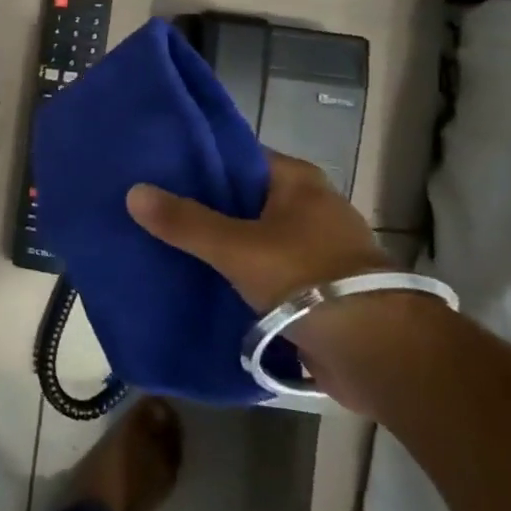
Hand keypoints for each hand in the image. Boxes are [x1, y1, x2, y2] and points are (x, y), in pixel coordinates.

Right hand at [125, 152, 390, 311]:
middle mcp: (307, 207)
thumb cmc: (307, 280)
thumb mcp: (236, 246)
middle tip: (149, 207)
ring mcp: (312, 249)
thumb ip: (185, 221)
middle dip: (199, 205)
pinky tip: (195, 279)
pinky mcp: (313, 287)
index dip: (196, 160)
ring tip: (162, 242)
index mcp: (296, 181)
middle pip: (239, 197)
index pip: (236, 156)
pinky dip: (233, 272)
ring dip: (215, 243)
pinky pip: (260, 269)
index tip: (154, 168)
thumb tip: (133, 192)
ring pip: (249, 236)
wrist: (378, 354)